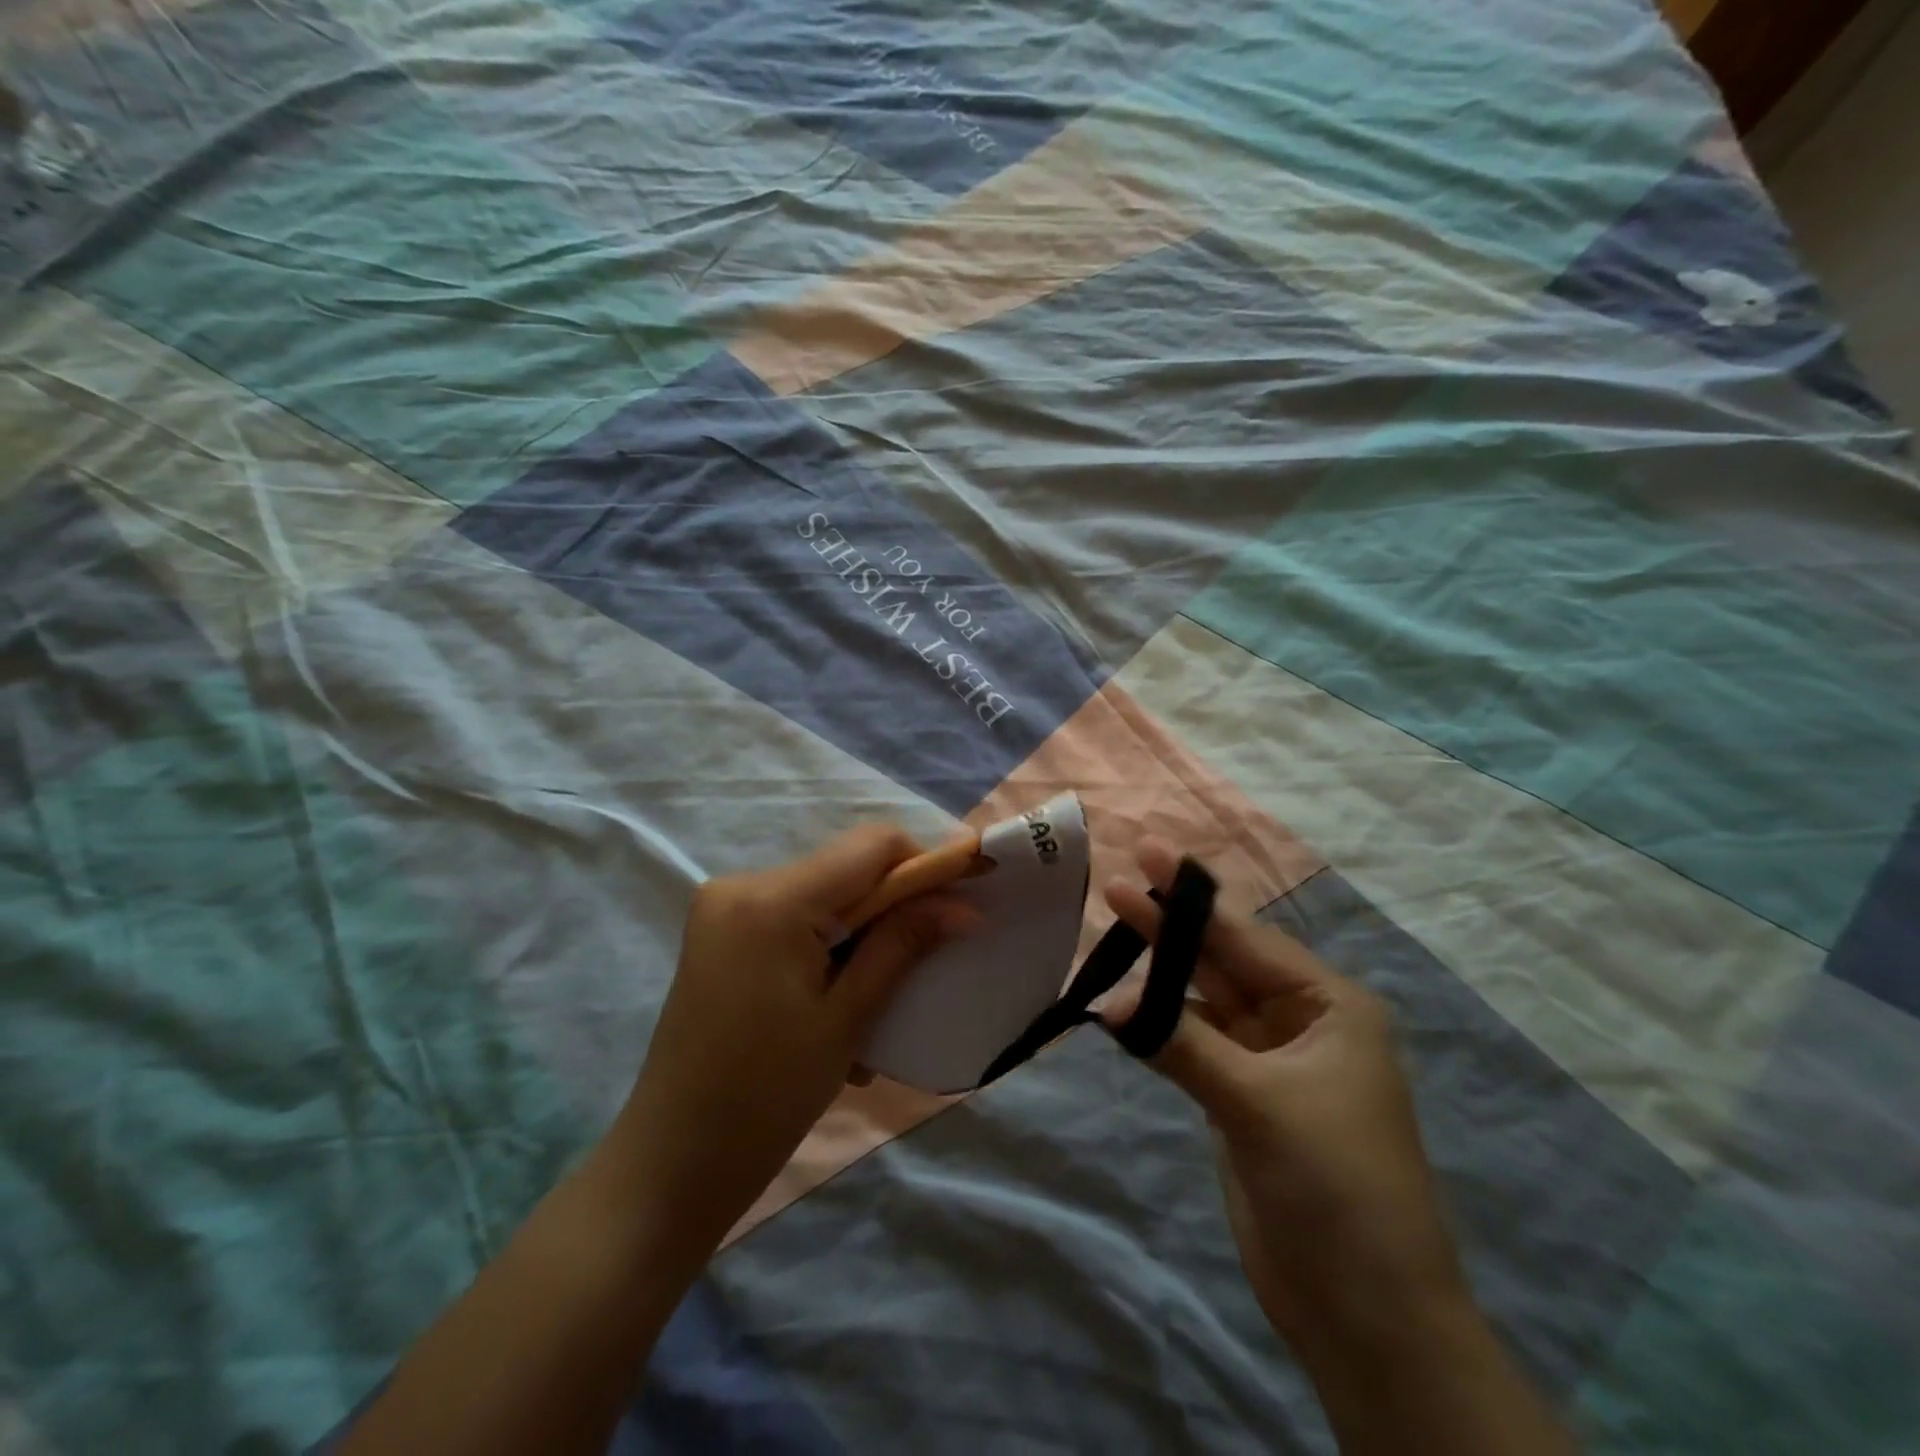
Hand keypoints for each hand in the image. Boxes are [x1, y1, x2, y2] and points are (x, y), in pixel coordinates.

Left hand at [610, 825, 974, 1262]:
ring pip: (823, 894)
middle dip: (893, 906)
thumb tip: (964, 904)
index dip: (926, 863)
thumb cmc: (767, 1097)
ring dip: (861, 934)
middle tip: (922, 964)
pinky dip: (826, 947)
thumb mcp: (847, 1017)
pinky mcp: (718, 932)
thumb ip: (903, 944)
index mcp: (773, 899)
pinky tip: (832, 1005)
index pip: (872, 845)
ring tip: (873, 1004)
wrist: (672, 1162)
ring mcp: (723, 907)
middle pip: (846, 868)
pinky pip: (793, 918)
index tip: (961, 901)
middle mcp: (742, 883)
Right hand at [1103, 839, 1465, 1347]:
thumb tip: (1107, 1004)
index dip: (1192, 898)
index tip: (1148, 854)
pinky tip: (1125, 1006)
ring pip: (1205, 1001)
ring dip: (1161, 975)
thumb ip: (1181, 1043)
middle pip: (1223, 961)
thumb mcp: (1259, 1102)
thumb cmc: (1335, 1187)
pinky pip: (1194, 1042)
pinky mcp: (1242, 1097)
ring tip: (1110, 937)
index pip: (1246, 938)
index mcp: (1329, 1006)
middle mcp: (1300, 1022)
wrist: (1367, 1315)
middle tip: (1115, 884)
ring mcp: (1269, 1061)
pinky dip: (1161, 1024)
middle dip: (1171, 926)